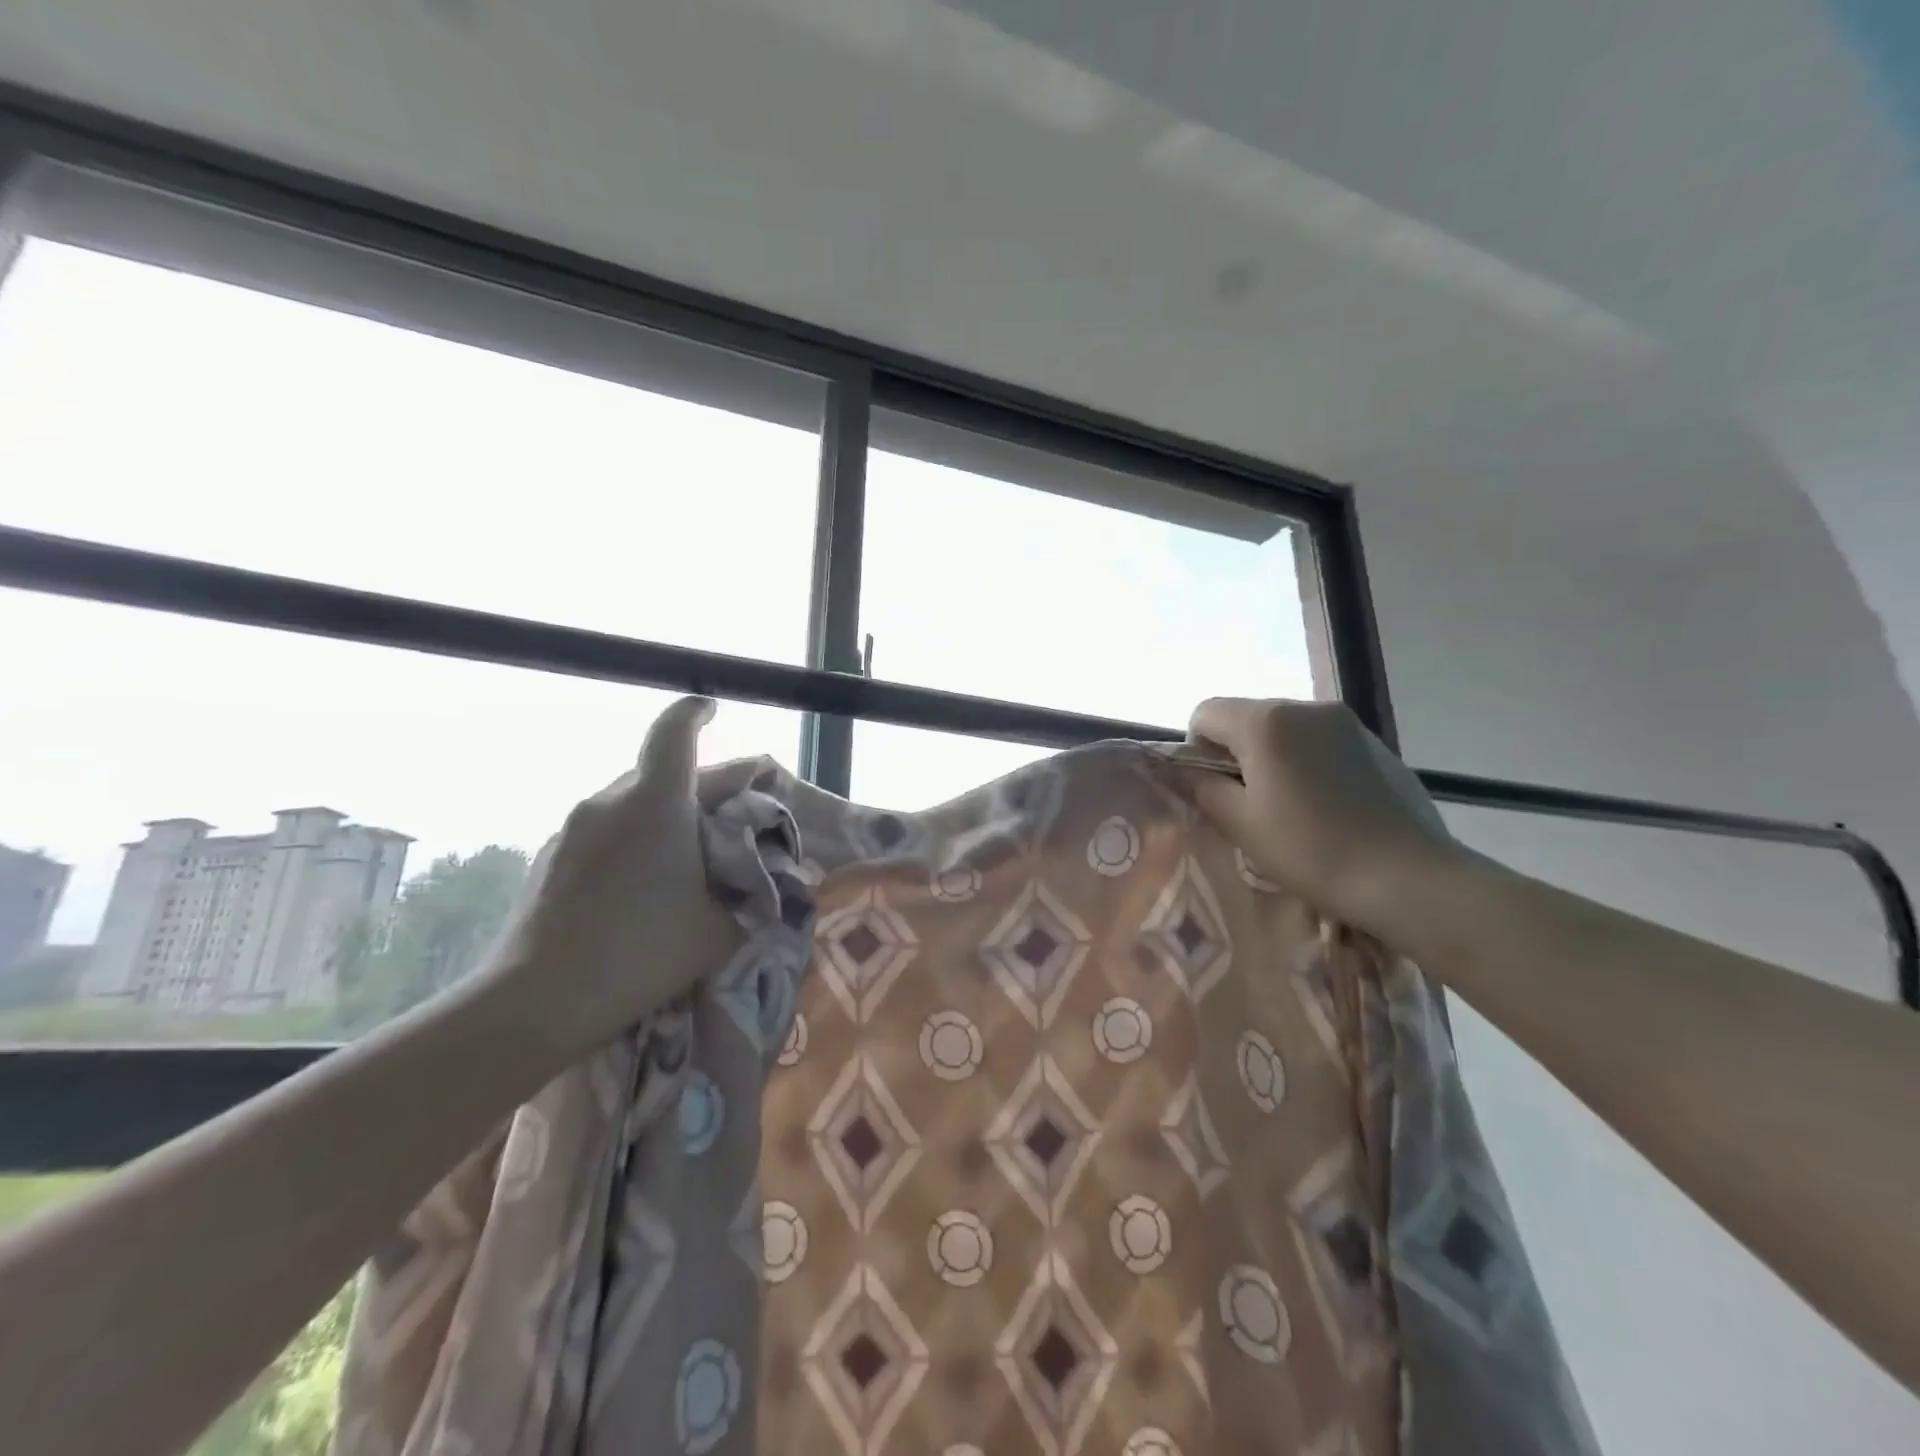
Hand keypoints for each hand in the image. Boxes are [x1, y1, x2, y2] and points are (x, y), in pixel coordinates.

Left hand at [483, 695, 743, 1059]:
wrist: (537, 1001)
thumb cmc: (642, 952)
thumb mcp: (721, 925)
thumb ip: (753, 891)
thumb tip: (769, 876)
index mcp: (656, 802)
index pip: (676, 731)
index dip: (696, 713)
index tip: (712, 709)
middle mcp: (610, 801)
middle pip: (661, 770)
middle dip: (700, 783)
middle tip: (730, 815)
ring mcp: (573, 828)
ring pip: (632, 801)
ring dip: (665, 813)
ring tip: (688, 857)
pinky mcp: (551, 857)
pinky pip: (606, 829)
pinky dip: (634, 838)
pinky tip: (643, 884)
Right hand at [1178, 697, 1461, 933]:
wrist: (1408, 877)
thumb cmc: (1311, 850)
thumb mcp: (1240, 822)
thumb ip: (1199, 786)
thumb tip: (1175, 768)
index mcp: (1266, 722)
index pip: (1205, 713)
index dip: (1196, 749)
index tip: (1214, 790)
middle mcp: (1305, 706)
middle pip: (1246, 717)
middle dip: (1235, 752)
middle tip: (1248, 803)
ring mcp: (1345, 721)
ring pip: (1284, 728)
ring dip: (1272, 756)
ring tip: (1290, 805)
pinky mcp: (1373, 741)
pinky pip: (1319, 740)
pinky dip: (1307, 761)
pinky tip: (1325, 804)